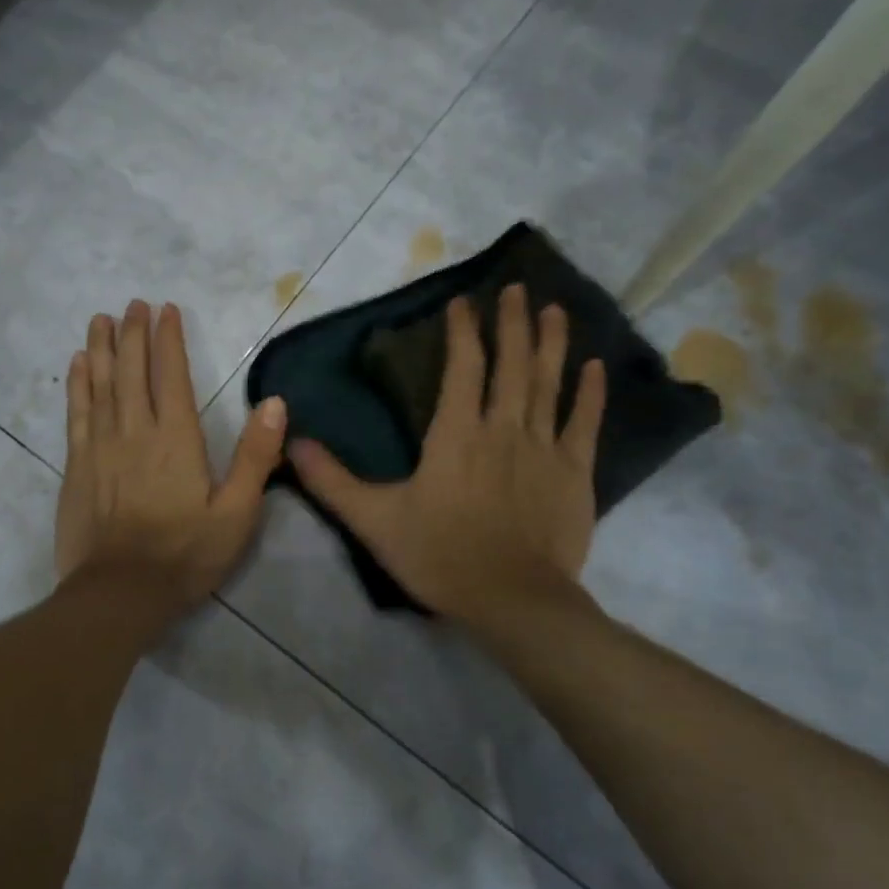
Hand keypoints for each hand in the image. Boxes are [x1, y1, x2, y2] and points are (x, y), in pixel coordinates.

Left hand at [56, 300, 287, 610]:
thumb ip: (255, 456)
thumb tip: (275, 402)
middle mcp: (135, 431)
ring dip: (102, 348)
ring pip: (101, 384)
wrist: (119, 593)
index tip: (166, 309)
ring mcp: (101, 447)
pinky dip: (78, 384)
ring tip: (102, 319)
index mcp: (176, 439)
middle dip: (134, 333)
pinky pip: (77, 414)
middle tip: (133, 304)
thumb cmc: (185, 555)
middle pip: (132, 371)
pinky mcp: (77, 466)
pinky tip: (78, 364)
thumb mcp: (237, 513)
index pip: (172, 375)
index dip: (169, 340)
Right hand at [289, 285, 606, 641]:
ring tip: (554, 309)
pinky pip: (585, 423)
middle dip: (512, 322)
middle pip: (510, 364)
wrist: (512, 600)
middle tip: (516, 287)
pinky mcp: (575, 473)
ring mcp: (544, 448)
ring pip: (549, 384)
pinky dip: (591, 394)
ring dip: (551, 343)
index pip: (462, 367)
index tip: (463, 302)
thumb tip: (293, 442)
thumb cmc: (440, 556)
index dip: (462, 331)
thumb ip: (332, 480)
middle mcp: (503, 428)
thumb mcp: (374, 520)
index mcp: (456, 434)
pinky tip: (596, 368)